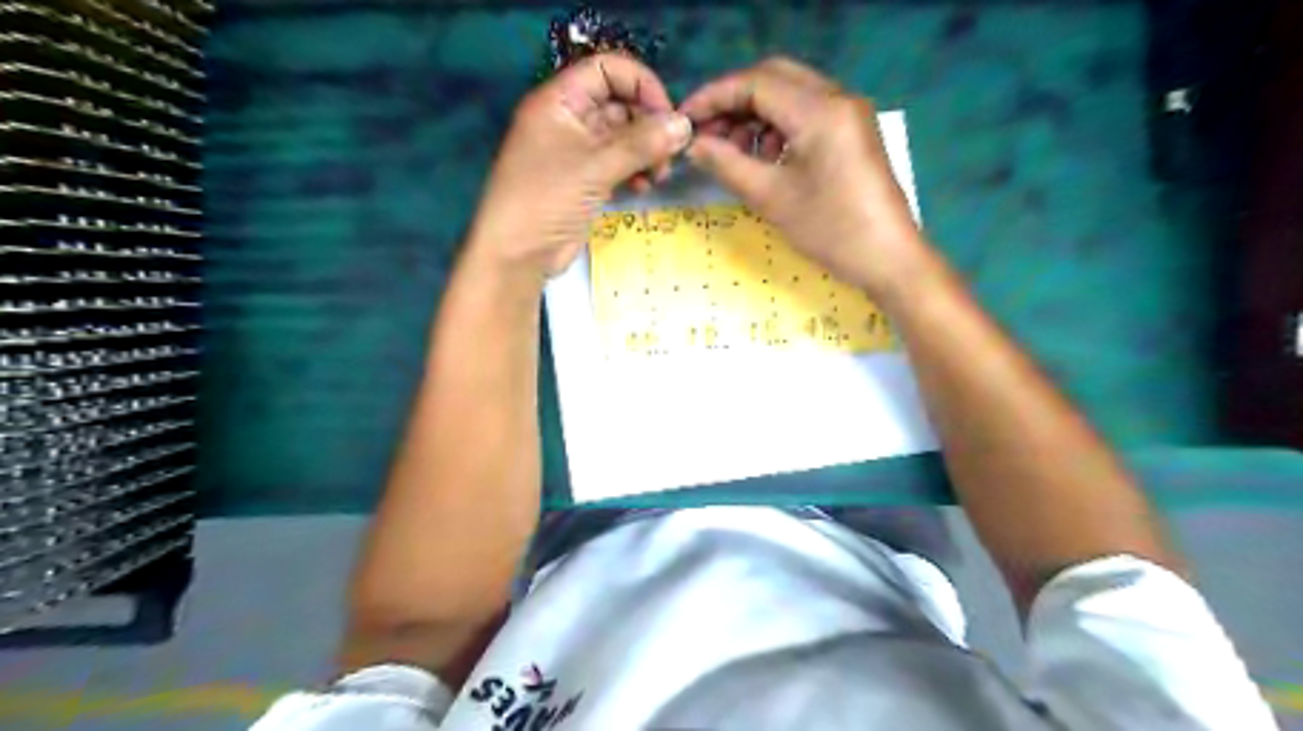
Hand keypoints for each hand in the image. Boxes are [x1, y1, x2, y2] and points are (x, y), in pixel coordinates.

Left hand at [466, 51, 692, 281]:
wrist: (517, 256)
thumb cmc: (547, 200)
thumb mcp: (595, 168)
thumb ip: (642, 144)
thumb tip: (685, 125)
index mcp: (559, 101)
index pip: (607, 70)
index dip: (640, 85)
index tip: (667, 115)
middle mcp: (568, 120)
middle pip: (619, 103)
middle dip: (648, 125)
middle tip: (669, 154)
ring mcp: (576, 152)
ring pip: (622, 137)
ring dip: (645, 151)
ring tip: (658, 175)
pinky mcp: (585, 180)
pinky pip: (617, 164)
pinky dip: (635, 170)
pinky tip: (644, 186)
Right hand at [678, 57, 929, 301]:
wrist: (888, 257)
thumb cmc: (830, 230)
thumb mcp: (771, 198)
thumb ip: (727, 164)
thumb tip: (694, 145)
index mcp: (820, 110)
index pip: (755, 83)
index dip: (714, 97)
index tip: (686, 120)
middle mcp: (838, 97)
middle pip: (773, 78)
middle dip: (734, 101)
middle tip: (707, 133)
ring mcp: (849, 112)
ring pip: (790, 93)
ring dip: (756, 115)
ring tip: (733, 152)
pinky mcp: (853, 130)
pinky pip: (808, 112)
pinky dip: (779, 126)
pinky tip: (765, 158)